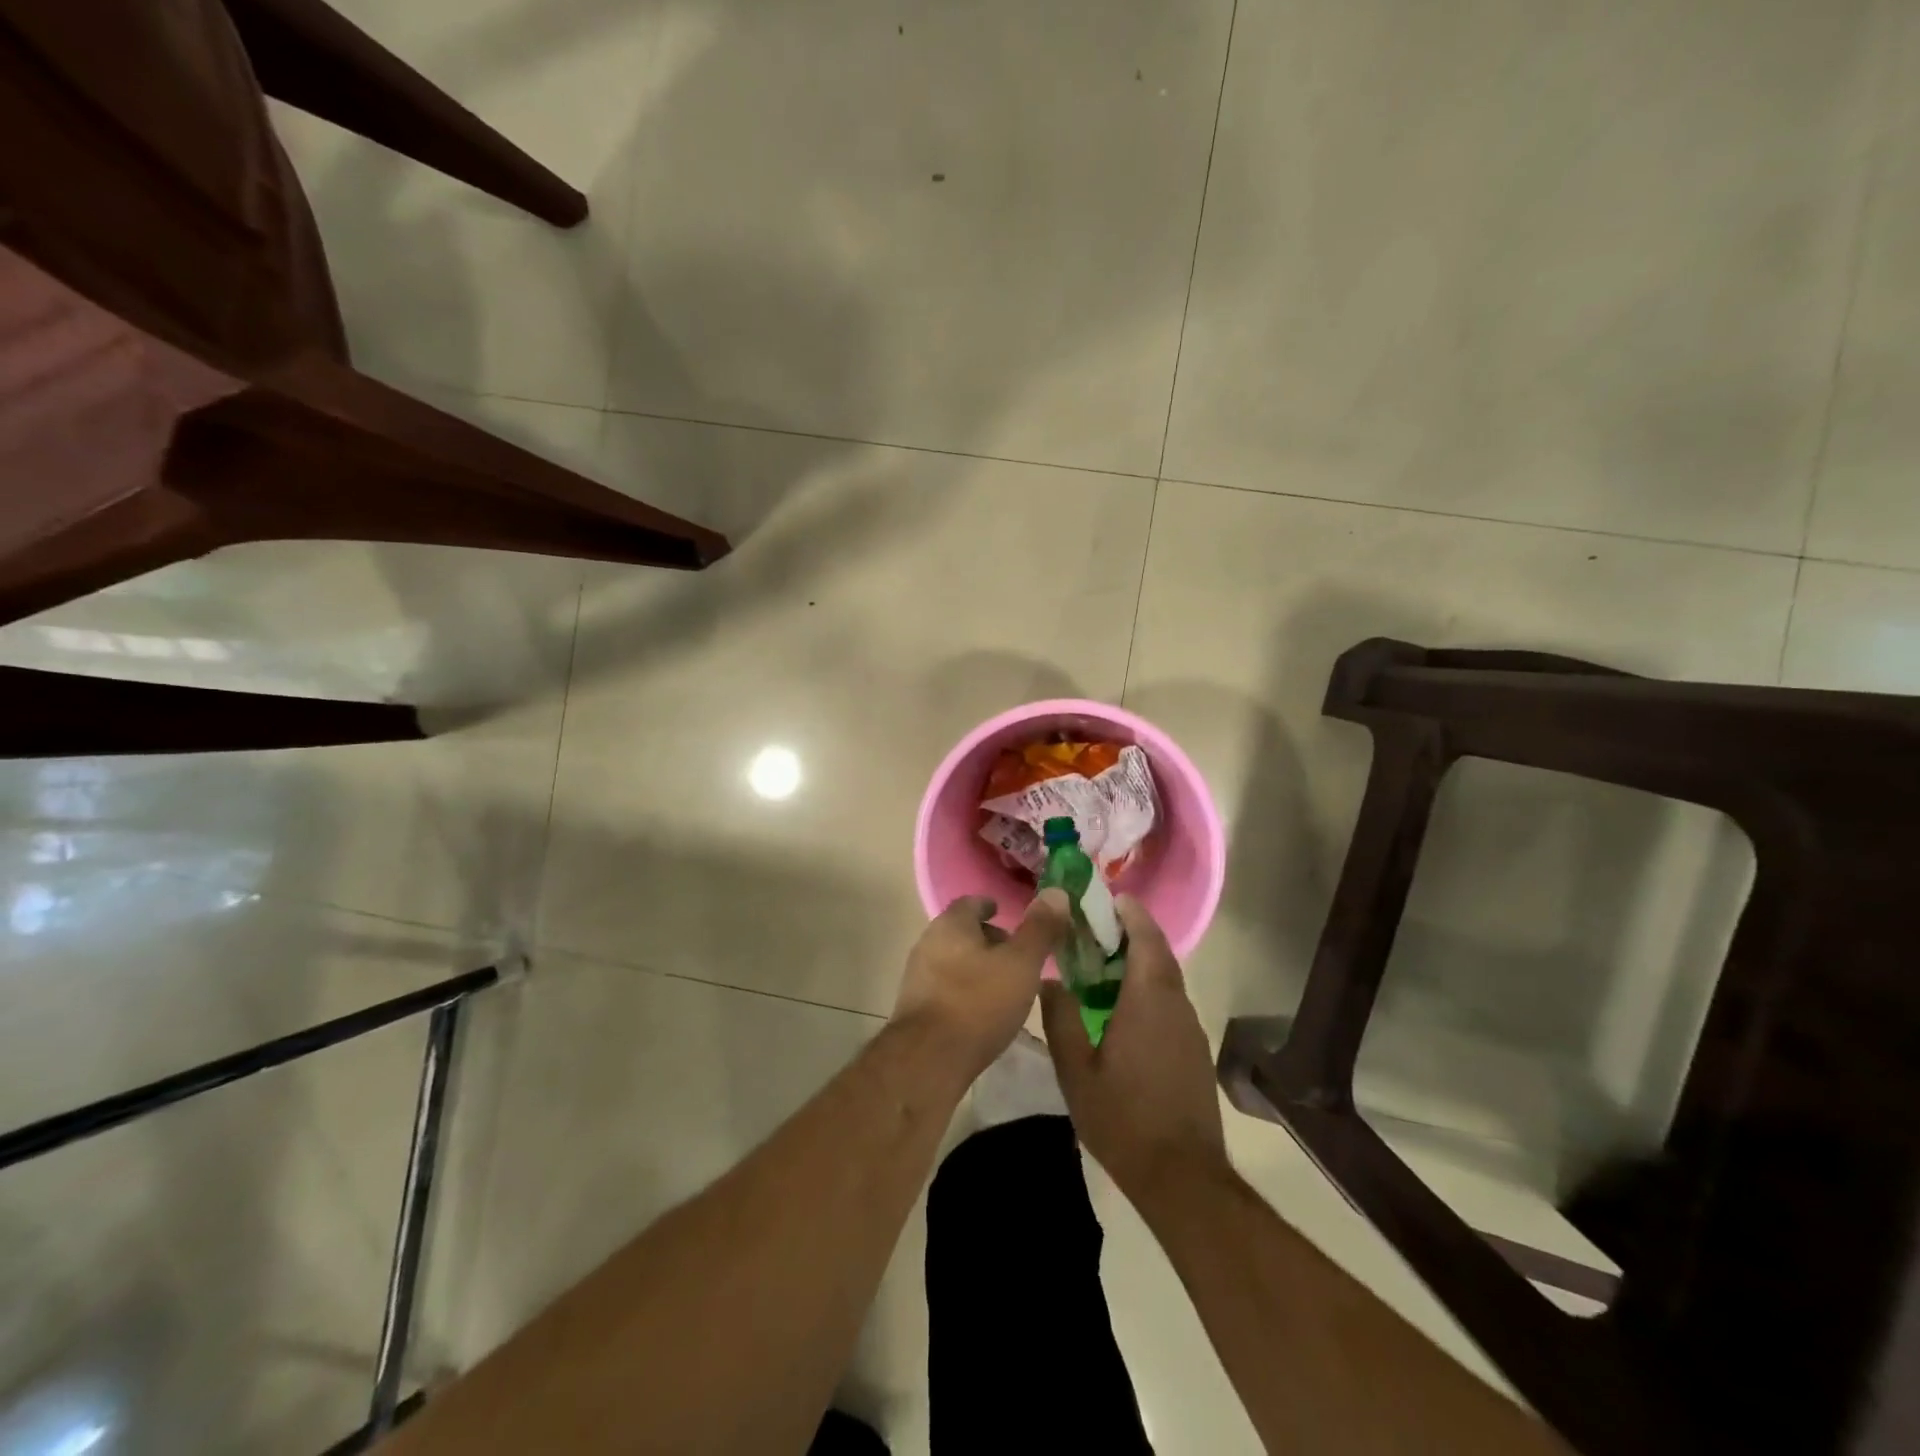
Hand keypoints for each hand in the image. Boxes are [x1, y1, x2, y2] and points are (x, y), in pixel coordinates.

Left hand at [893, 891, 1069, 1081]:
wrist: (928, 1060)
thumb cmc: (979, 1003)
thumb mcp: (1021, 964)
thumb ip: (1040, 929)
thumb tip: (1056, 892)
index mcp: (951, 924)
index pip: (972, 903)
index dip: (992, 907)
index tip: (1009, 917)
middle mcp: (928, 942)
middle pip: (961, 932)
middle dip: (988, 939)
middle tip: (1016, 955)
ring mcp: (917, 976)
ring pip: (953, 960)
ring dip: (976, 967)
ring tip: (1005, 985)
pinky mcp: (915, 1007)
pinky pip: (945, 987)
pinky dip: (965, 990)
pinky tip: (983, 1011)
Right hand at [1041, 894, 1228, 1208]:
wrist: (1182, 1176)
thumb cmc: (1123, 1118)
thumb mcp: (1076, 1069)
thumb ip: (1060, 1018)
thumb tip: (1050, 980)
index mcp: (1149, 999)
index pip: (1147, 938)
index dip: (1131, 913)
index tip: (1109, 899)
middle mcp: (1176, 1005)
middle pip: (1159, 954)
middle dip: (1132, 934)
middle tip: (1095, 930)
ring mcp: (1190, 1029)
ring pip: (1166, 979)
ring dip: (1140, 963)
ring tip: (1102, 966)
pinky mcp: (1193, 1051)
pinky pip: (1171, 1004)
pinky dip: (1148, 990)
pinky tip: (1122, 1010)